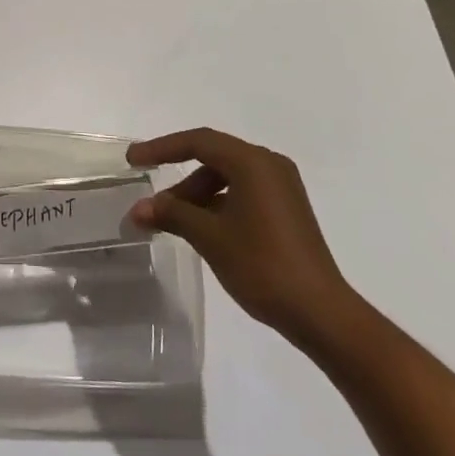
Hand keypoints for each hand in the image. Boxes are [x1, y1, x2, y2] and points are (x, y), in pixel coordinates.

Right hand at [128, 128, 360, 353]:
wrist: (321, 314)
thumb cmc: (262, 265)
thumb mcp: (210, 237)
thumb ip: (172, 215)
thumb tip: (139, 209)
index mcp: (252, 162)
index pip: (198, 141)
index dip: (161, 148)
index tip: (133, 159)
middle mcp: (269, 165)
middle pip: (213, 158)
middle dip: (180, 181)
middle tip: (154, 204)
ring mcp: (282, 188)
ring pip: (227, 178)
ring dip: (198, 196)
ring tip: (175, 225)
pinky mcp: (287, 210)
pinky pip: (243, 193)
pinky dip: (219, 205)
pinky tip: (204, 231)